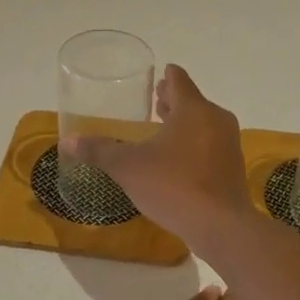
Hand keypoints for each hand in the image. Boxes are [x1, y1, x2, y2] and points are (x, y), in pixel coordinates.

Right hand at [60, 65, 253, 246]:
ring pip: (203, 123)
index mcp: (193, 109)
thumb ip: (99, 151)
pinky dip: (195, 143)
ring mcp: (228, 143)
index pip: (179, 80)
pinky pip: (210, 145)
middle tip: (155, 99)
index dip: (167, 75)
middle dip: (173, 100)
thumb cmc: (173, 185)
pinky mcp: (233, 167)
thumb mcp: (128, 167)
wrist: (220, 226)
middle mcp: (215, 119)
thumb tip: (67, 142)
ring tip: (163, 128)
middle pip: (192, 101)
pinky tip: (178, 159)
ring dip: (184, 123)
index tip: (159, 73)